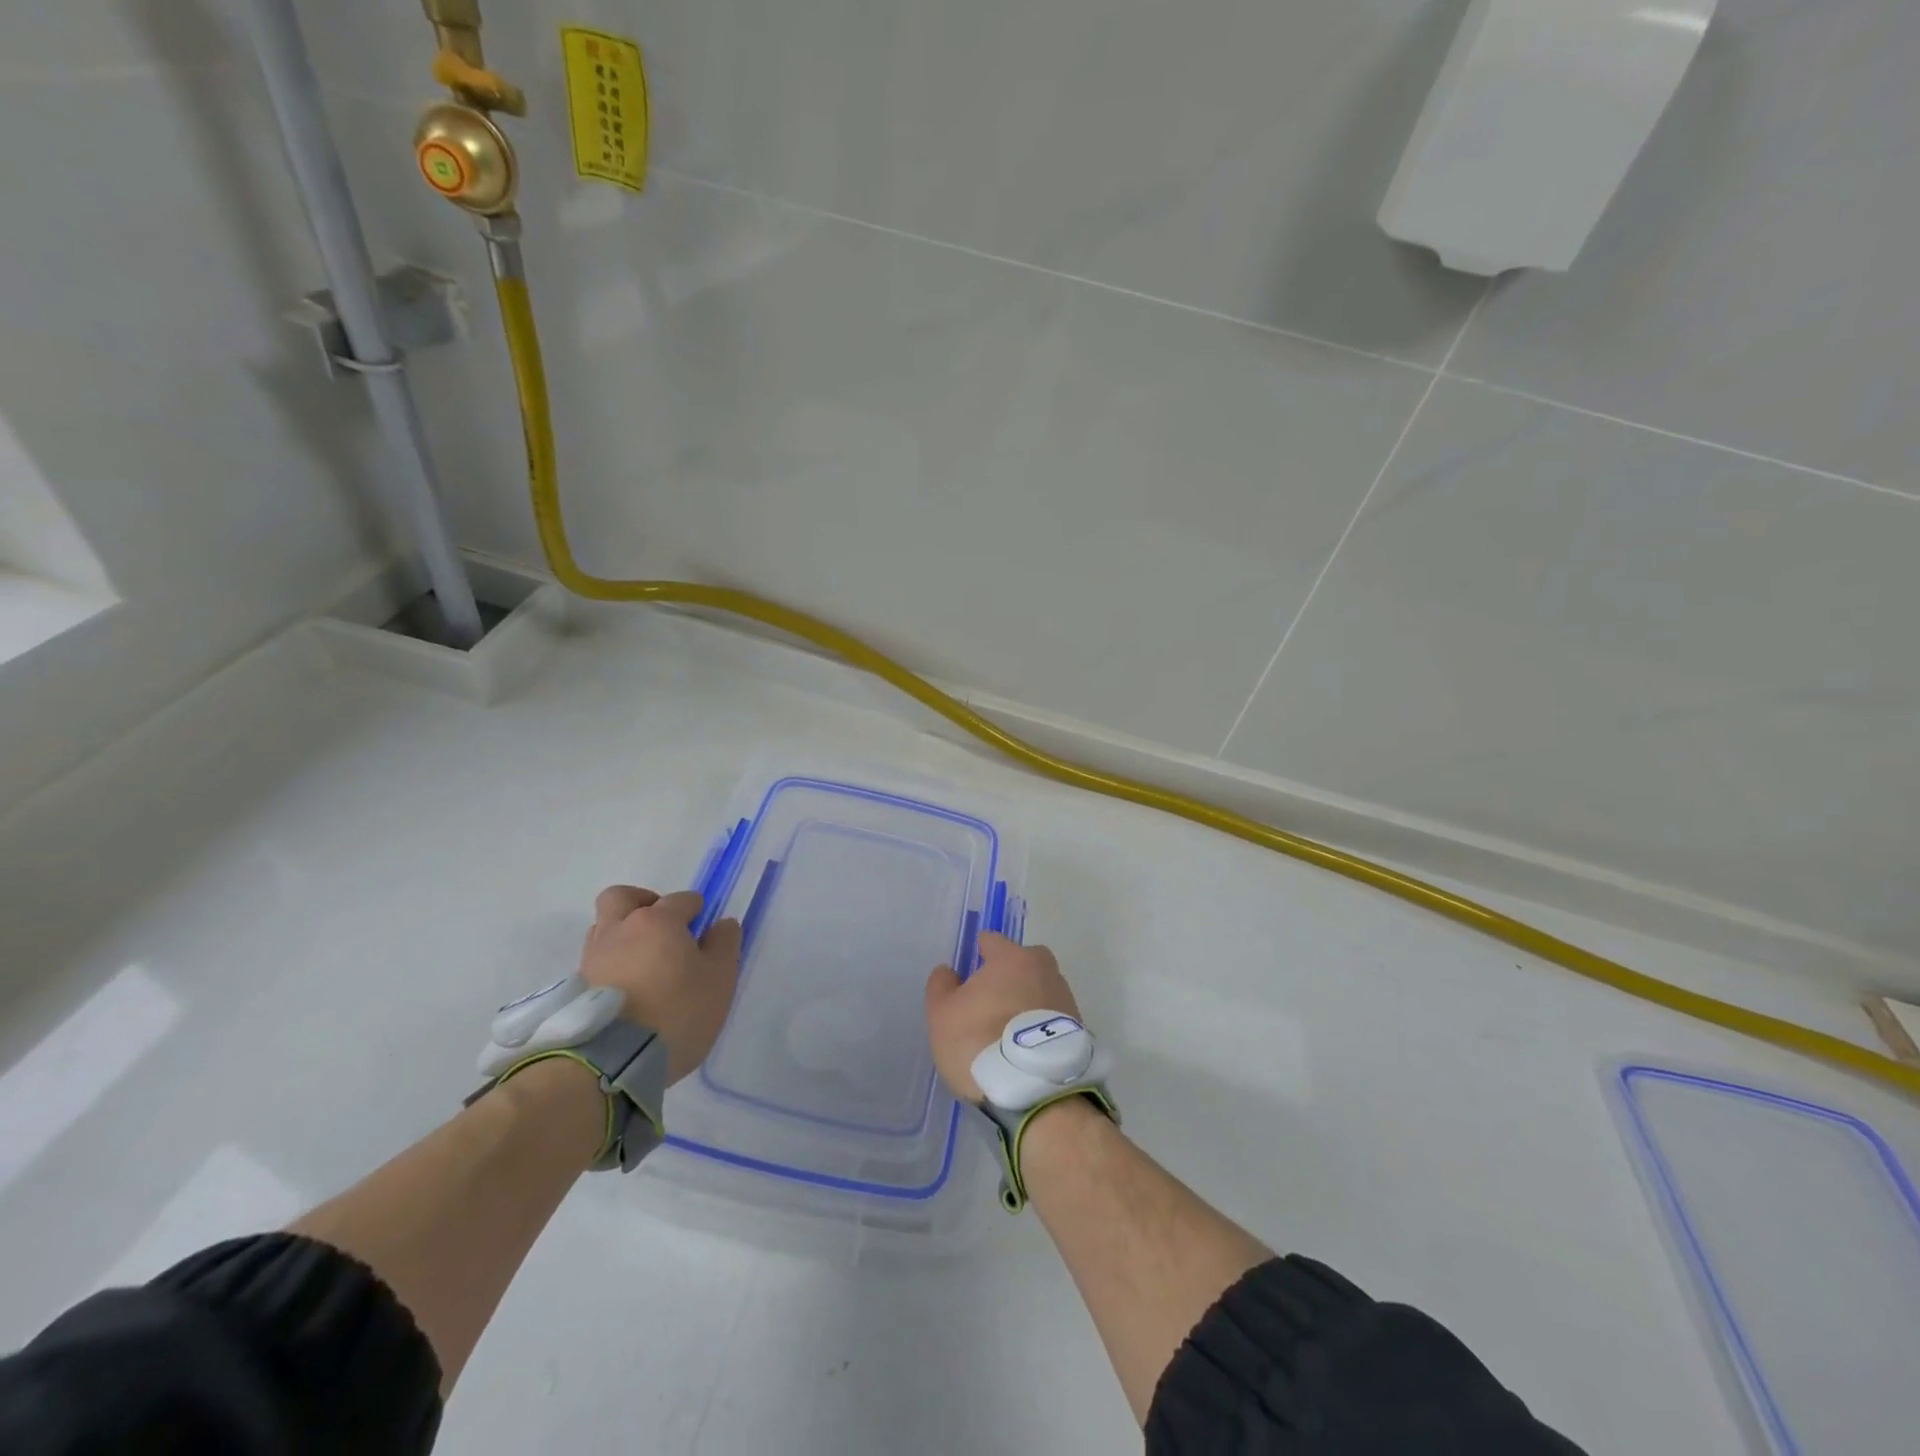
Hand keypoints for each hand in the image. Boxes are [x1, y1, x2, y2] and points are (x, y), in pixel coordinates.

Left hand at [579, 885, 741, 1083]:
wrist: (610, 1063)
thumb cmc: (676, 1011)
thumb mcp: (719, 979)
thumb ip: (724, 944)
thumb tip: (722, 924)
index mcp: (658, 921)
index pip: (681, 900)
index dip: (697, 911)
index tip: (705, 933)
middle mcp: (619, 929)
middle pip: (622, 897)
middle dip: (643, 902)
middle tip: (663, 926)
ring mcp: (592, 958)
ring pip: (604, 928)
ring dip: (623, 934)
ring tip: (644, 962)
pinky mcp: (576, 988)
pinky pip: (596, 961)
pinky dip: (611, 964)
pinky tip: (627, 987)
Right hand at [925, 933, 1081, 1102]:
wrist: (1035, 1092)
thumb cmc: (980, 1040)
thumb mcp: (942, 1014)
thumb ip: (941, 985)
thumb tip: (949, 971)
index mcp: (1012, 957)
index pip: (992, 941)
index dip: (978, 953)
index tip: (968, 973)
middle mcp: (1044, 970)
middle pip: (1023, 962)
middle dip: (1008, 975)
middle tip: (989, 1002)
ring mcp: (1066, 999)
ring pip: (1039, 989)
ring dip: (1026, 1002)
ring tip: (1007, 1033)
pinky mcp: (1078, 1030)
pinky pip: (1051, 1018)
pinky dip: (1039, 1027)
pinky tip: (1024, 1049)